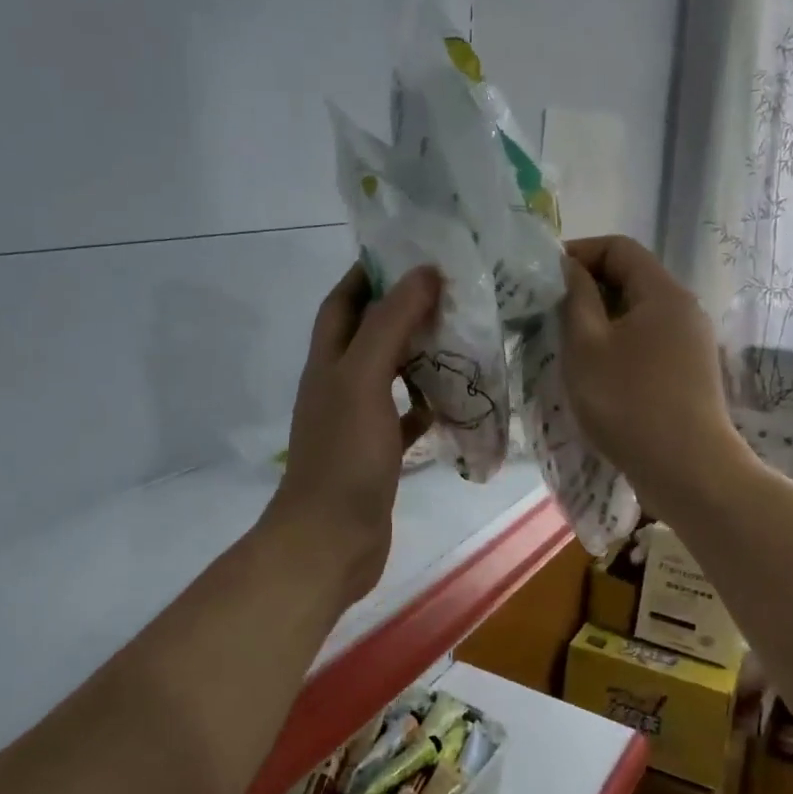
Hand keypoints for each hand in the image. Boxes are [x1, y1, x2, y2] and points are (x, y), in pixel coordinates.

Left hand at [265, 263, 438, 608]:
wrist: (331, 540)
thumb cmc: (345, 455)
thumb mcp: (363, 379)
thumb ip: (390, 324)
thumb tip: (424, 272)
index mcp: (328, 361)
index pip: (343, 301)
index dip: (370, 273)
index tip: (413, 253)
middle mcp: (339, 384)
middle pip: (370, 334)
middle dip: (404, 310)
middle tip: (454, 293)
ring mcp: (358, 421)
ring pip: (391, 374)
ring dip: (420, 355)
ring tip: (463, 336)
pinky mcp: (379, 453)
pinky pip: (406, 417)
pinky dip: (427, 404)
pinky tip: (455, 398)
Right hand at [559, 236, 749, 507]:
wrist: (688, 471)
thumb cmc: (628, 402)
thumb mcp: (586, 346)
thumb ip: (576, 298)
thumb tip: (570, 268)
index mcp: (663, 293)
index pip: (619, 247)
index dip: (578, 252)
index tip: (544, 277)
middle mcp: (684, 310)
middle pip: (631, 279)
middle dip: (586, 289)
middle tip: (547, 314)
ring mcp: (691, 344)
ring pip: (637, 315)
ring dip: (599, 322)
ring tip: (565, 346)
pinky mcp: (689, 374)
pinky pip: (647, 343)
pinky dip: (618, 346)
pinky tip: (595, 374)